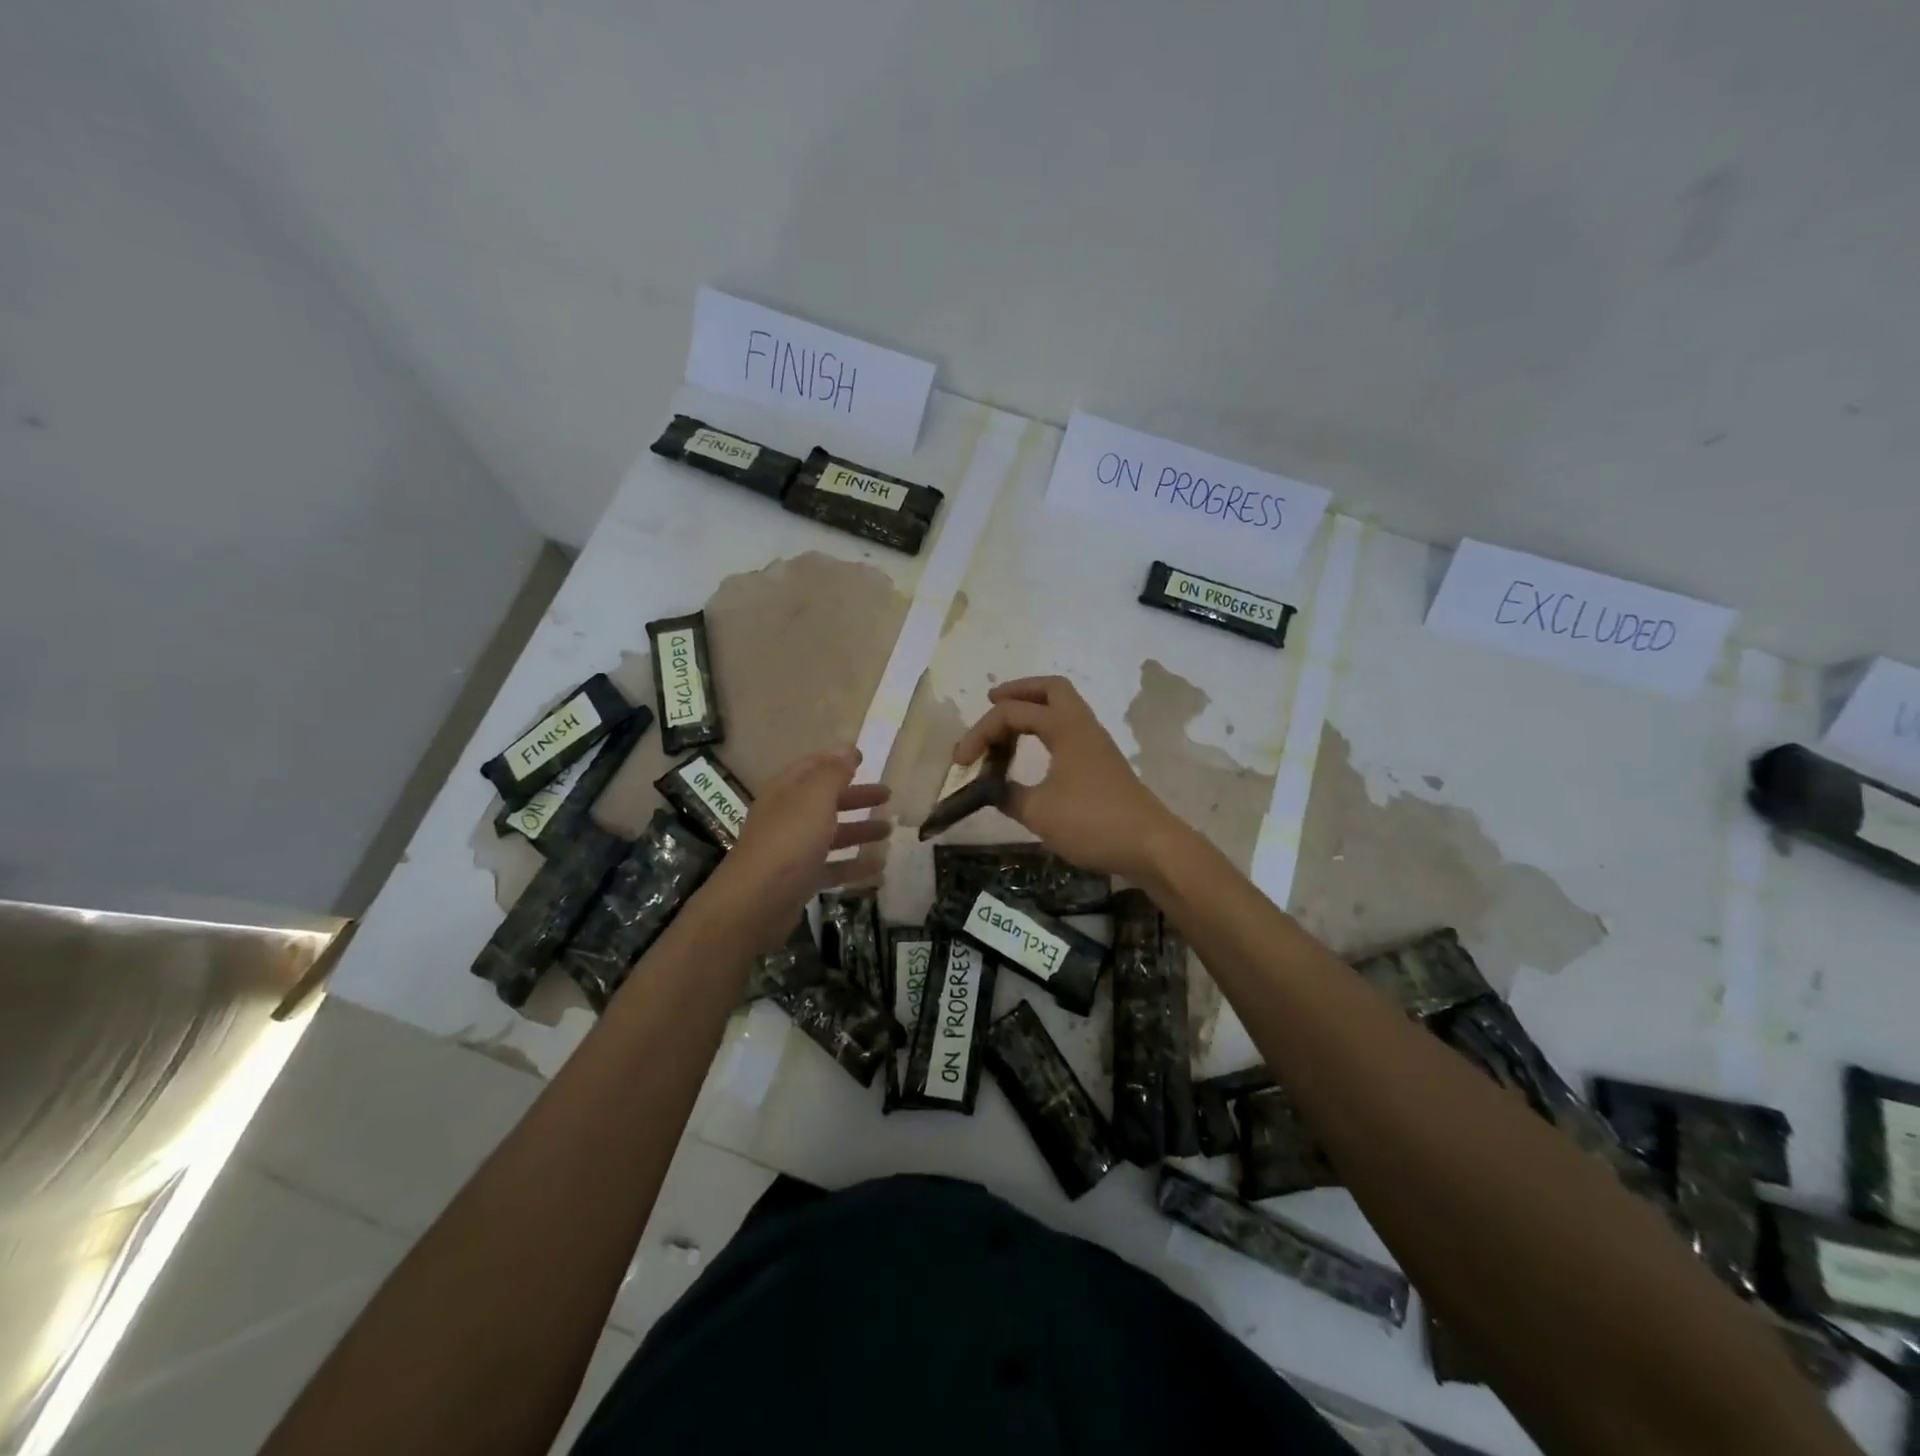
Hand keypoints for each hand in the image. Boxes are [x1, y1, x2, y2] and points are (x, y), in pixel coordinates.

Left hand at [713, 747, 890, 934]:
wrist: (756, 902)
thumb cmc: (789, 840)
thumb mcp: (814, 797)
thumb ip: (833, 772)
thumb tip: (847, 749)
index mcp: (787, 790)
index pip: (813, 767)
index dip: (837, 760)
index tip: (865, 759)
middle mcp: (787, 816)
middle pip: (825, 801)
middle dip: (856, 796)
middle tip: (887, 796)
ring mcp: (792, 850)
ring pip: (830, 834)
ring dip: (859, 830)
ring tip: (888, 831)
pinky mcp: (799, 881)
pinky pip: (831, 868)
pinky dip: (854, 865)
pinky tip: (878, 868)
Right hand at [950, 676, 1183, 882]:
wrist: (1151, 845)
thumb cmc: (1093, 822)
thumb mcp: (1039, 812)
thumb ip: (1008, 796)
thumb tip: (991, 789)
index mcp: (1065, 728)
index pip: (1012, 714)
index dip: (980, 733)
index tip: (961, 762)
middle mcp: (1082, 726)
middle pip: (1050, 689)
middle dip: (1017, 691)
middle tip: (992, 702)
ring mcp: (1096, 744)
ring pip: (1063, 708)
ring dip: (1033, 710)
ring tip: (1006, 729)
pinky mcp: (1102, 763)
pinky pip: (1069, 730)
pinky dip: (1045, 731)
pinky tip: (1032, 753)